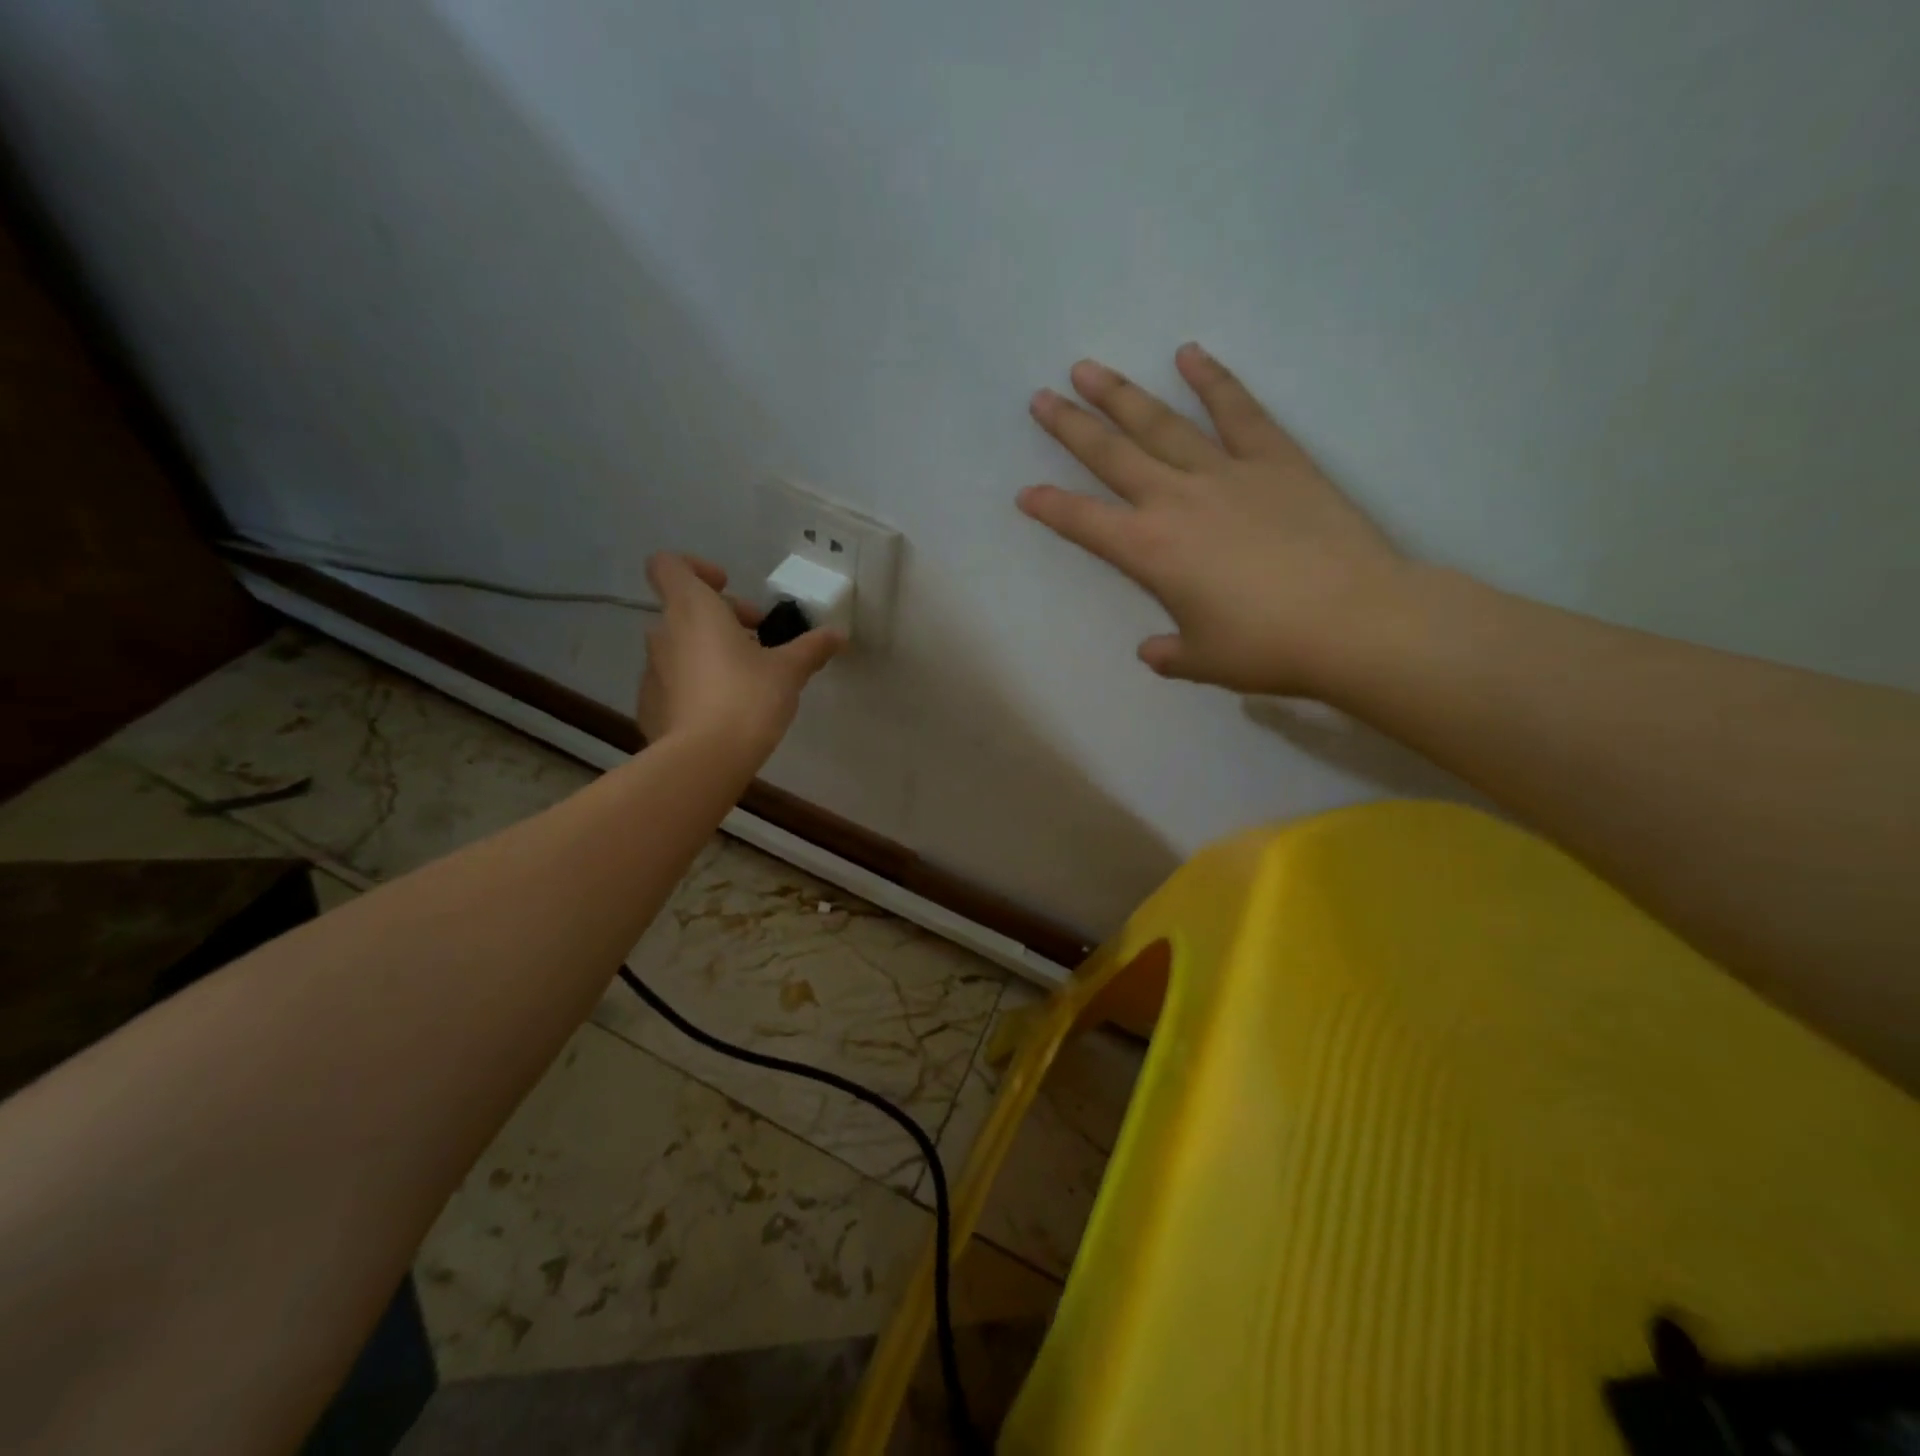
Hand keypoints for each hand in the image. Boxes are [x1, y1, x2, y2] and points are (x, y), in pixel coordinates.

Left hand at [637, 553, 842, 758]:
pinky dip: (695, 686)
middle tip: (759, 641)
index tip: (728, 588)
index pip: (669, 565)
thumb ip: (811, 648)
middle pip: (684, 609)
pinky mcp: (648, 706)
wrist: (703, 761)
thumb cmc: (747, 699)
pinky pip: (673, 683)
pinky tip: (724, 713)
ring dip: (709, 653)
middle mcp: (663, 633)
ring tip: (746, 680)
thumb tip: (838, 634)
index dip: (696, 568)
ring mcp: (651, 672)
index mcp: (692, 610)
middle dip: (722, 619)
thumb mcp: (789, 671)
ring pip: (680, 647)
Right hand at [1019, 343, 1410, 696]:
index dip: (1050, 507)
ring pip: (1162, 423)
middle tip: (1042, 398)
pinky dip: (1212, 380)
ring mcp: (1226, 472)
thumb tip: (1153, 650)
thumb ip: (1169, 652)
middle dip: (1071, 427)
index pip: (1084, 522)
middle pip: (1112, 456)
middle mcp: (1177, 500)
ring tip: (1089, 369)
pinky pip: (1238, 410)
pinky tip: (1189, 353)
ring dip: (1122, 395)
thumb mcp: (1205, 661)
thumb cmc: (1268, 647)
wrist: (1355, 619)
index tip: (1026, 492)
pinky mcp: (1276, 458)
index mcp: (1150, 551)